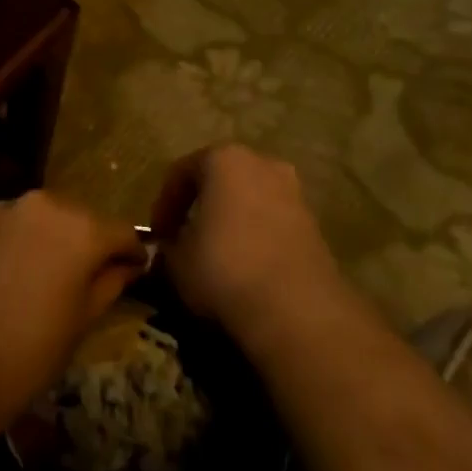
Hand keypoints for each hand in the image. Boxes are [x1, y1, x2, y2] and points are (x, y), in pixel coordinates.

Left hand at [0, 192, 144, 432]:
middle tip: (83, 276)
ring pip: (34, 219)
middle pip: (75, 217)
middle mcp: (40, 205)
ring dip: (42, 239)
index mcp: (79, 228)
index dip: (130, 251)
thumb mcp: (83, 320)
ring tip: (36, 277)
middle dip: (84, 242)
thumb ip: (110, 281)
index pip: (120, 231)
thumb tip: (127, 265)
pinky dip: (7, 244)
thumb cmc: (31, 351)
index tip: (134, 268)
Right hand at [152, 145, 349, 351]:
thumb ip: (169, 245)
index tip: (157, 234)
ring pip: (250, 200)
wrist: (297, 311)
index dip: (164, 203)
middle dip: (202, 205)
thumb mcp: (176, 260)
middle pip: (221, 179)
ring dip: (231, 220)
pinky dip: (256, 236)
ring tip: (215, 253)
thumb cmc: (224, 269)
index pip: (181, 172)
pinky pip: (273, 222)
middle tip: (185, 235)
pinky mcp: (314, 225)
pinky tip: (245, 266)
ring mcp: (294, 193)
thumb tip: (171, 247)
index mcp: (224, 159)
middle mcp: (262, 164)